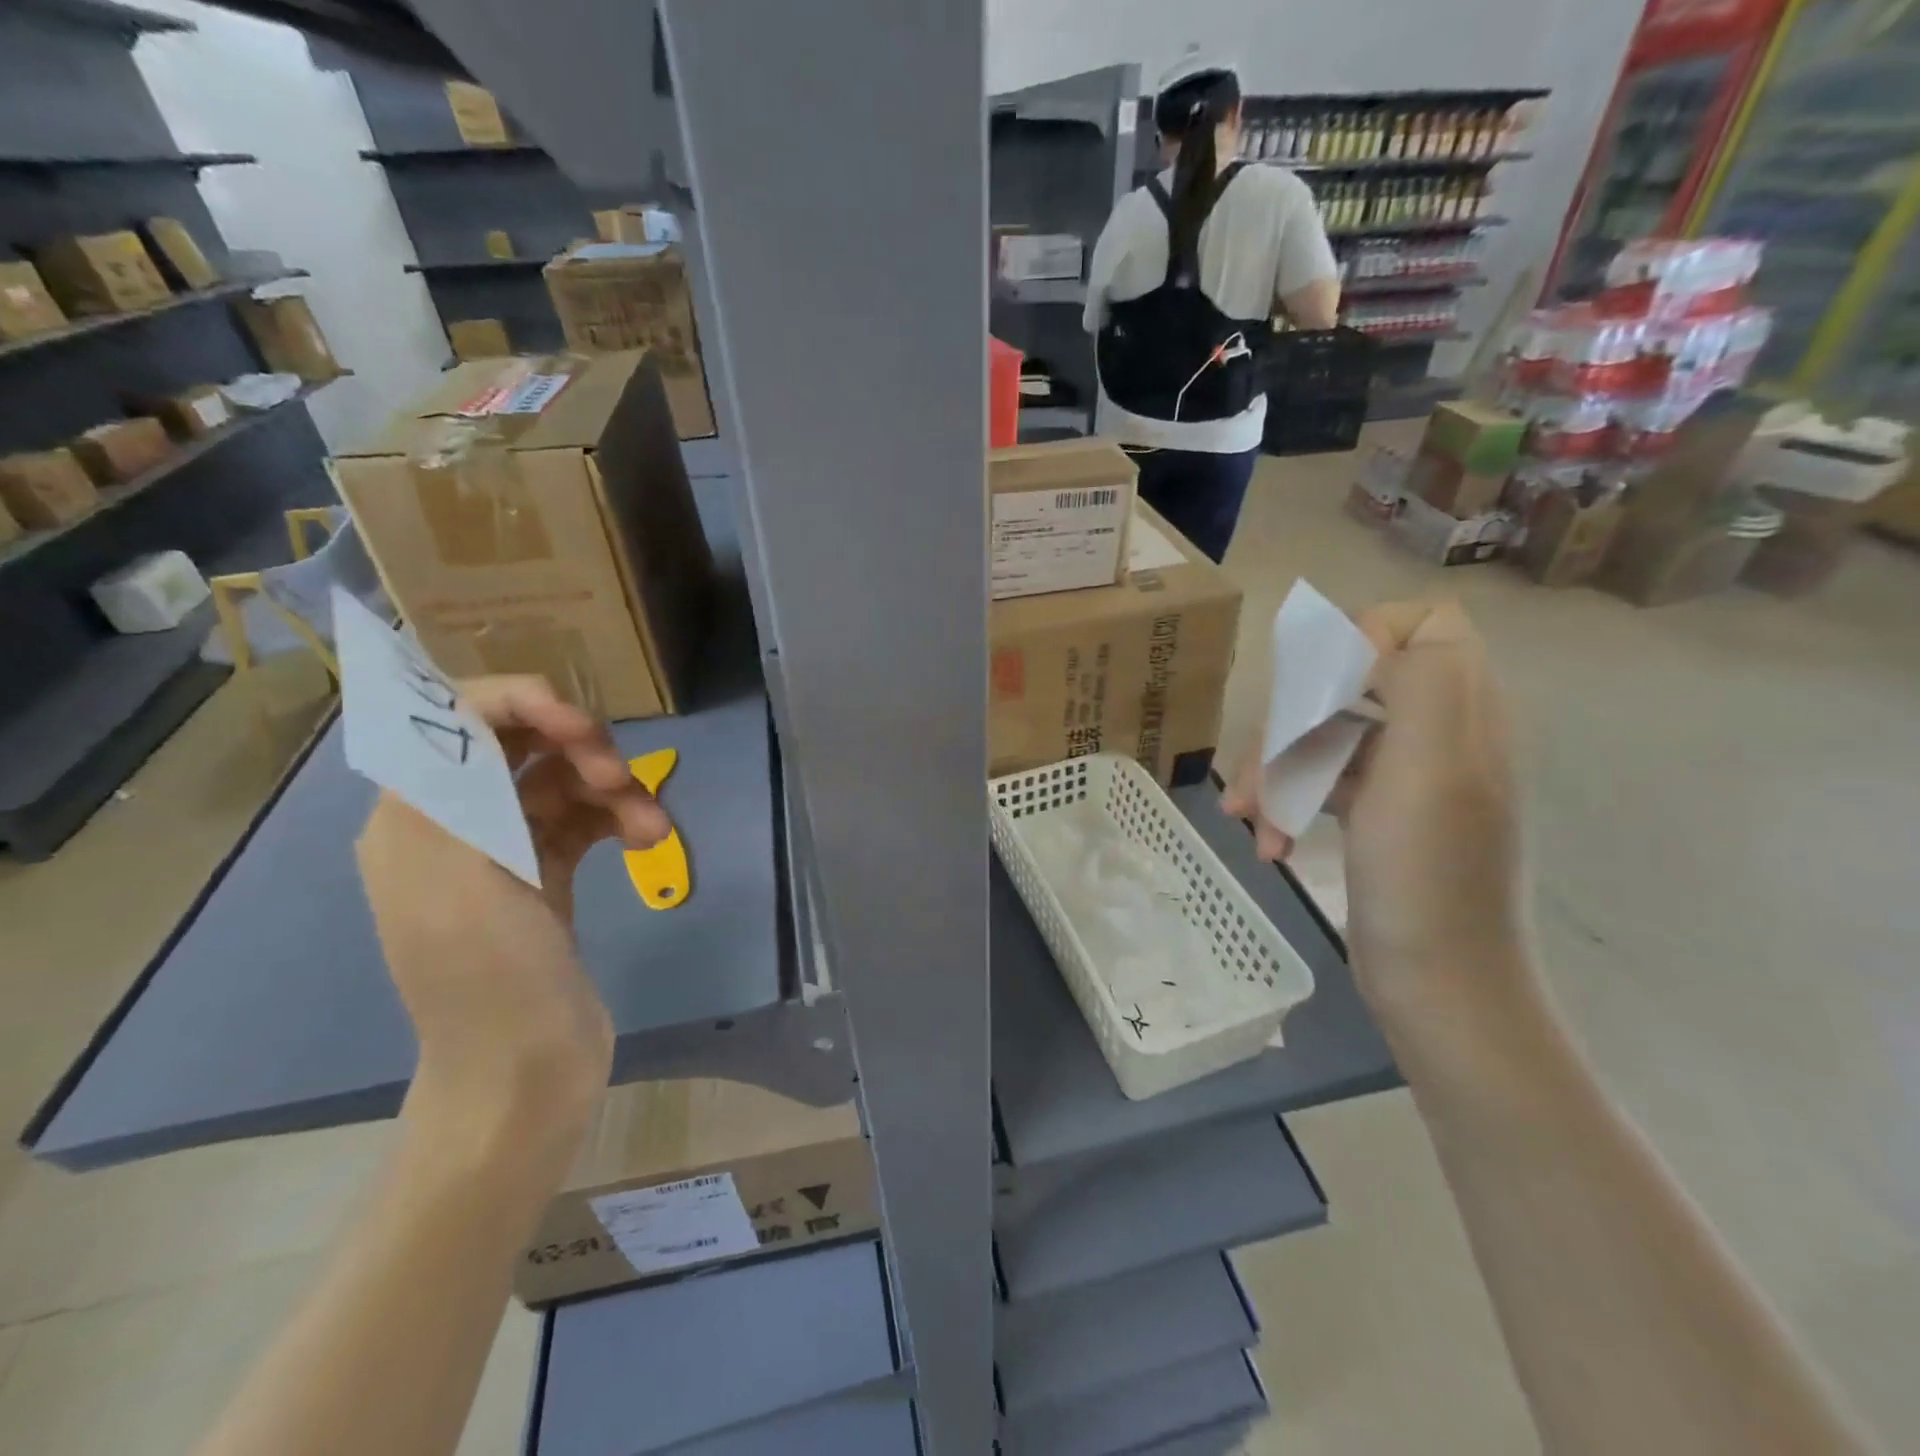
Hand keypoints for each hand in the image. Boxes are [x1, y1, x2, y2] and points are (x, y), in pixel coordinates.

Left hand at [356, 677, 669, 1146]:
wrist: (524, 1074)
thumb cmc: (488, 978)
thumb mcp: (457, 880)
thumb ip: (454, 787)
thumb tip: (465, 711)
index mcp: (415, 817)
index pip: (456, 721)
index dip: (517, 702)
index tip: (578, 724)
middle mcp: (456, 823)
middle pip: (520, 744)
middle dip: (578, 747)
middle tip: (622, 775)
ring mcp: (507, 850)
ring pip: (565, 781)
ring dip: (615, 791)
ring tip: (655, 826)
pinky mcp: (549, 874)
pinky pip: (589, 820)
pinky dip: (621, 821)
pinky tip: (649, 841)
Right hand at [1225, 599, 1525, 1013]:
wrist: (1438, 984)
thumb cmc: (1428, 875)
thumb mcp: (1432, 767)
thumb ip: (1422, 679)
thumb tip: (1374, 640)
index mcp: (1465, 711)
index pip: (1427, 625)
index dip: (1367, 638)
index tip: (1321, 687)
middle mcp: (1439, 733)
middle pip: (1353, 683)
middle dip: (1295, 720)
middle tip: (1261, 767)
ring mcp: (1406, 777)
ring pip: (1326, 734)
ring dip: (1277, 769)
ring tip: (1246, 815)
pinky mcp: (1376, 814)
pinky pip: (1321, 781)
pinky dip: (1287, 803)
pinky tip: (1266, 840)